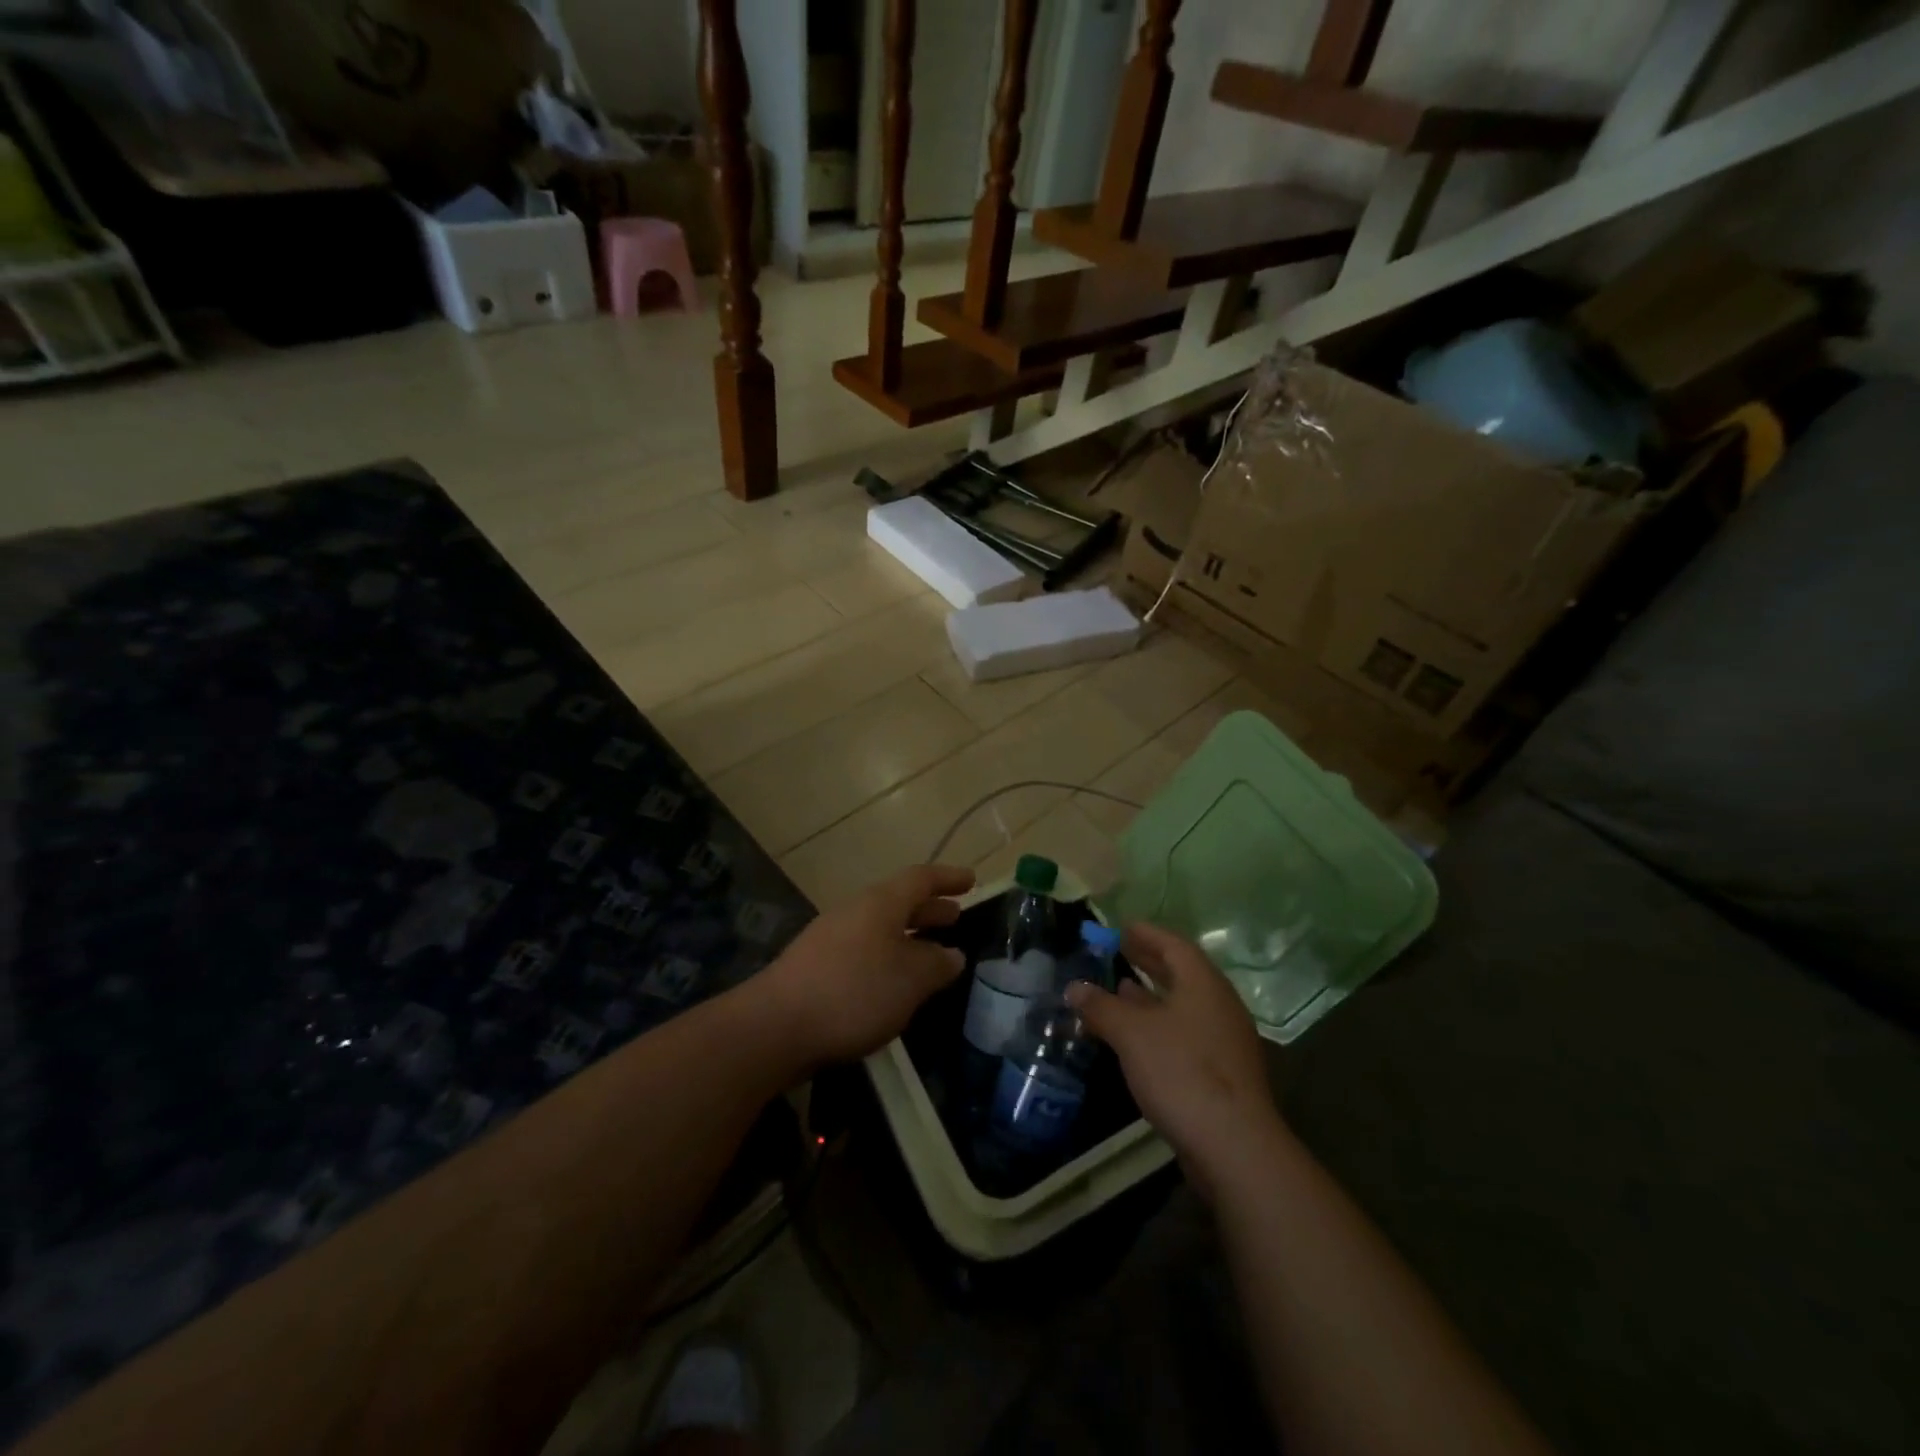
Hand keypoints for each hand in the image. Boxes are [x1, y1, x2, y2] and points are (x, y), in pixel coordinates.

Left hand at [755, 864, 974, 1067]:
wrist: (775, 1027)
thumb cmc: (853, 992)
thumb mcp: (910, 980)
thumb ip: (937, 965)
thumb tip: (953, 955)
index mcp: (880, 903)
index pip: (920, 879)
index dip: (948, 878)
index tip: (972, 880)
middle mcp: (855, 912)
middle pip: (898, 902)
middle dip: (929, 909)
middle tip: (956, 918)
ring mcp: (831, 939)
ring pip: (880, 928)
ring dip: (909, 936)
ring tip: (932, 955)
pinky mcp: (816, 968)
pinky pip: (864, 951)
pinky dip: (888, 958)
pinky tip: (894, 985)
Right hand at [1065, 922, 1283, 1197]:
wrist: (1234, 1146)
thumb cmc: (1181, 1072)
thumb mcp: (1131, 1033)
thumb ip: (1101, 1006)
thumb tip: (1074, 987)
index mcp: (1203, 984)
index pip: (1174, 945)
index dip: (1146, 933)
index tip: (1122, 927)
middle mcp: (1219, 1005)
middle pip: (1182, 973)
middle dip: (1149, 961)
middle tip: (1119, 952)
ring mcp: (1224, 1041)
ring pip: (1184, 1006)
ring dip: (1152, 996)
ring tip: (1121, 990)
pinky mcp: (1223, 1073)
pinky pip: (1186, 1034)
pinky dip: (1160, 1025)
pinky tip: (1137, 1039)